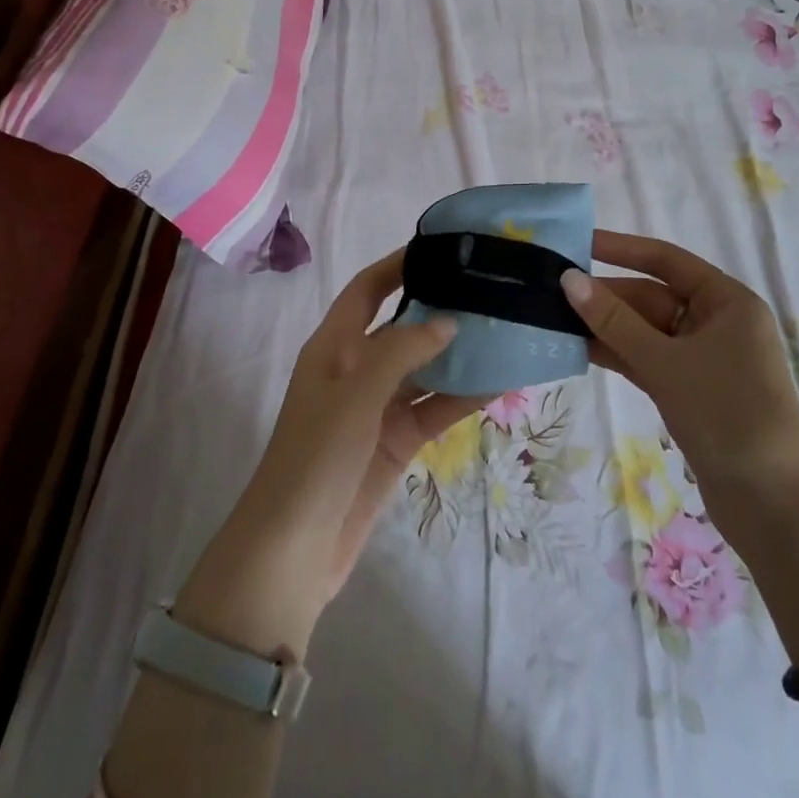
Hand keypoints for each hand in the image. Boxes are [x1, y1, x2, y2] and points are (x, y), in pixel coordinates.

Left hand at [175, 250, 478, 660]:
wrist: (294, 549)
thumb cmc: (316, 456)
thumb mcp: (356, 393)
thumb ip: (402, 351)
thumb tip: (449, 322)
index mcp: (334, 345)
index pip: (367, 289)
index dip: (398, 265)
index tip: (440, 248)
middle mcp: (356, 369)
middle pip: (402, 326)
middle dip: (439, 308)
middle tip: (488, 289)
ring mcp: (378, 407)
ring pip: (425, 369)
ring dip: (458, 354)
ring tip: (504, 330)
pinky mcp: (396, 442)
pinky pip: (434, 409)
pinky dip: (462, 396)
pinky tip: (499, 383)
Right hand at [560, 230, 798, 503]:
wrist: (774, 506)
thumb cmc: (726, 414)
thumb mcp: (665, 362)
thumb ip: (613, 321)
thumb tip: (568, 279)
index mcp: (726, 301)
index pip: (666, 260)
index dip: (620, 249)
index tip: (576, 244)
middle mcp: (716, 322)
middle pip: (651, 297)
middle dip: (605, 296)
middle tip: (550, 291)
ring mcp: (702, 359)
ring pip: (645, 331)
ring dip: (605, 327)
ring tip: (553, 319)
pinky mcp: (689, 391)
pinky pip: (646, 360)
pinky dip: (617, 354)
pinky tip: (577, 350)